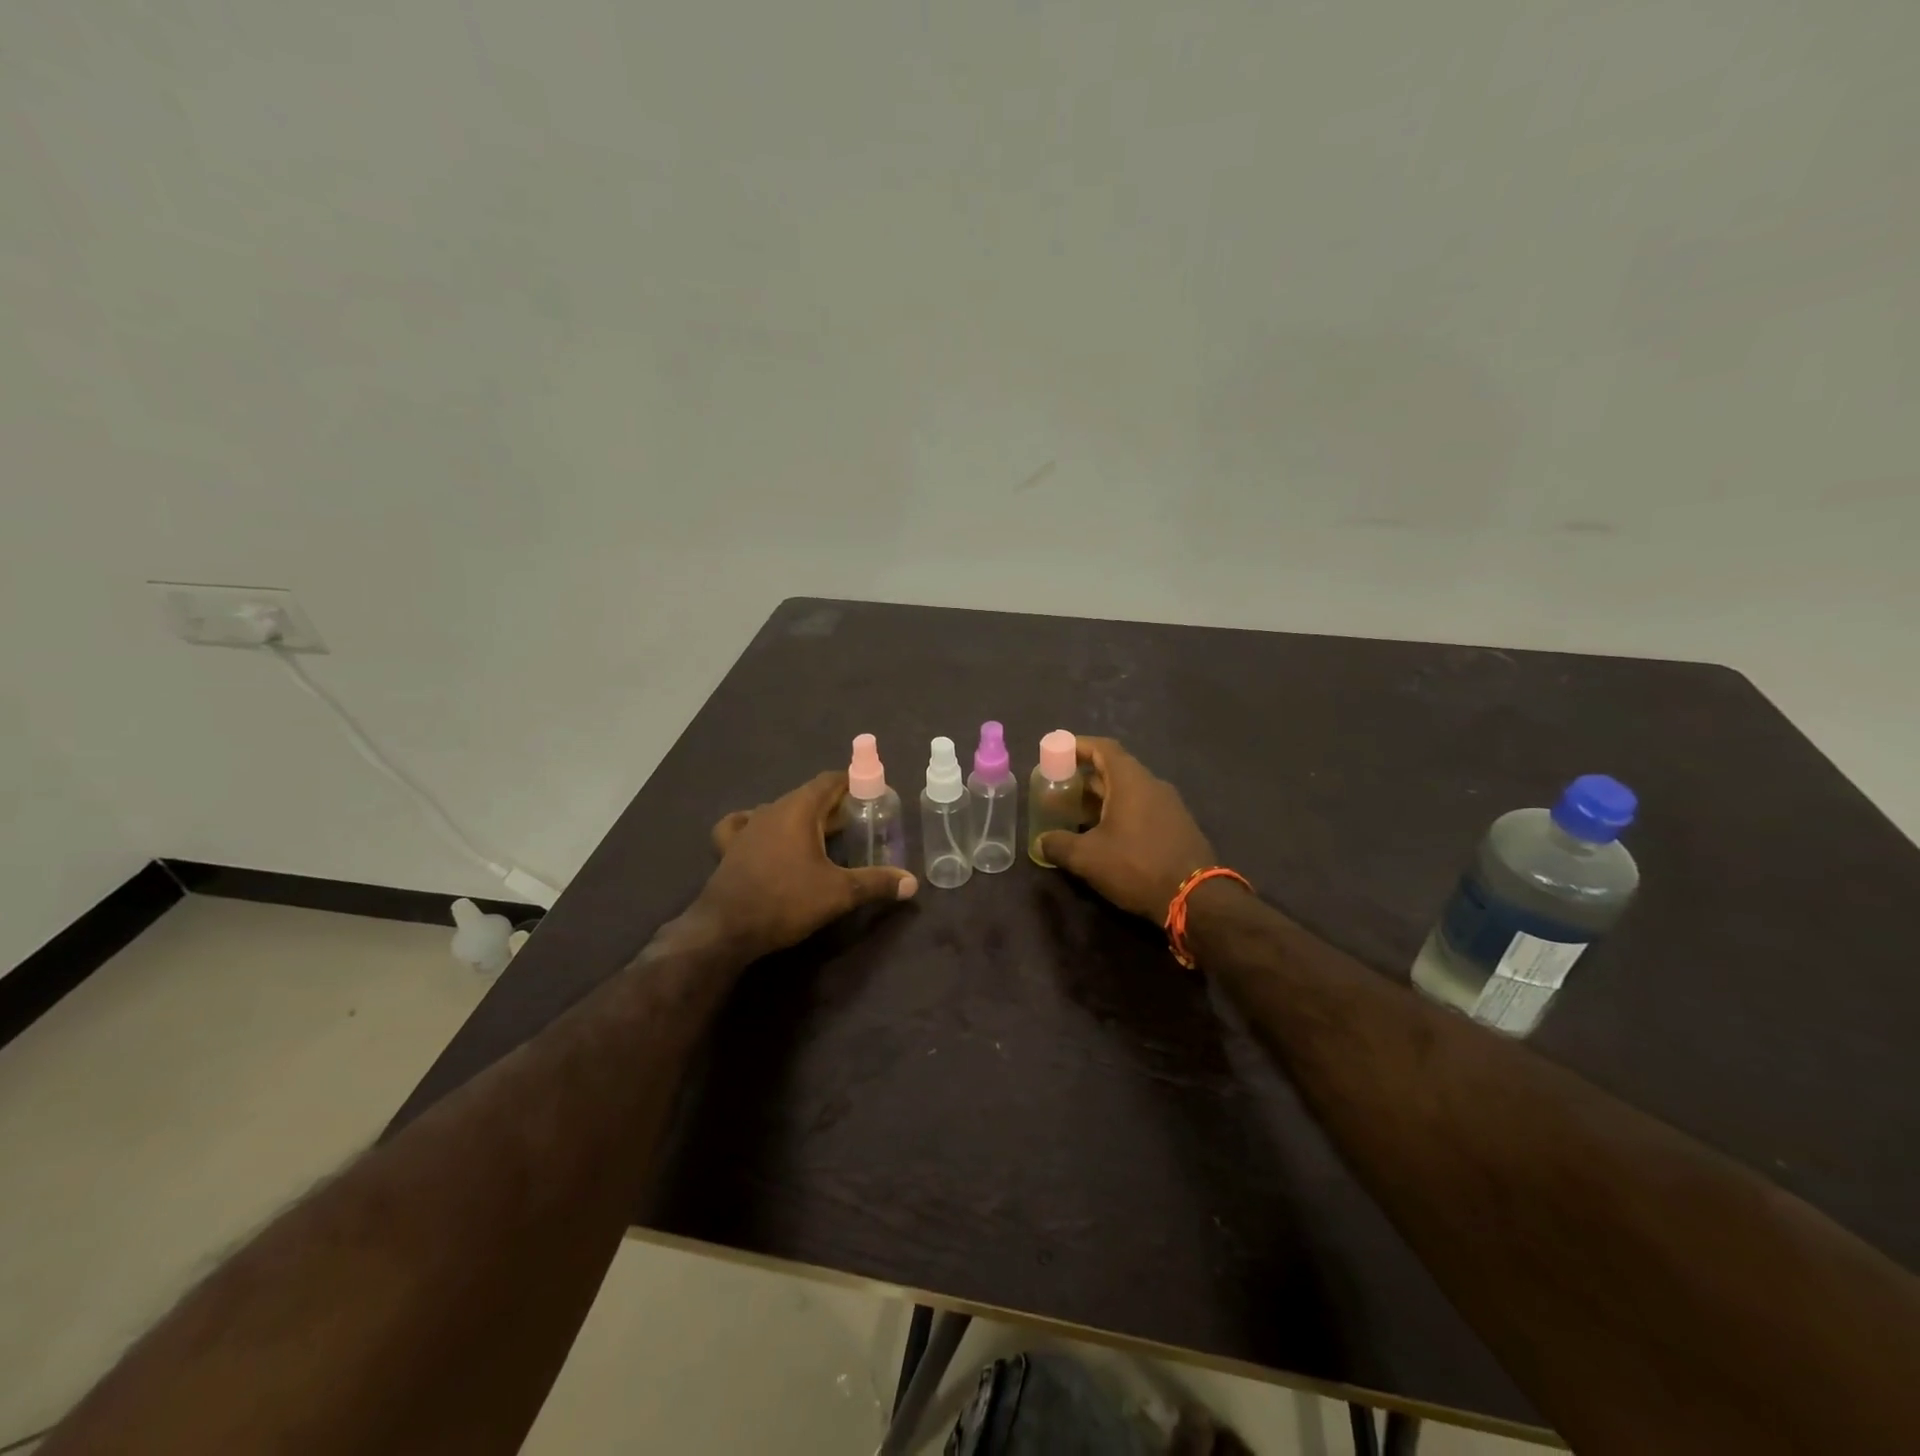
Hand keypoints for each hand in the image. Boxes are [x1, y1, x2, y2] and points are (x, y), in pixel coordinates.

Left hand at [693, 771, 917, 958]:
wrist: (726, 929)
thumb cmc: (786, 901)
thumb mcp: (839, 893)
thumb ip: (877, 883)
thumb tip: (912, 883)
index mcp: (799, 809)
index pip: (831, 780)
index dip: (855, 783)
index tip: (874, 794)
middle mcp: (772, 809)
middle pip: (809, 795)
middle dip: (835, 804)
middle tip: (859, 822)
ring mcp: (747, 827)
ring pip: (782, 810)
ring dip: (805, 817)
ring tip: (824, 836)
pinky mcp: (729, 847)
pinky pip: (746, 825)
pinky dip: (762, 826)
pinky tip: (765, 836)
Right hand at [1036, 737, 1218, 921]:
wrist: (1197, 898)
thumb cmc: (1137, 866)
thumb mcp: (1088, 858)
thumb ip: (1059, 845)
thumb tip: (1041, 842)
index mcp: (1131, 781)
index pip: (1103, 748)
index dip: (1077, 746)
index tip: (1056, 752)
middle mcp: (1152, 785)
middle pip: (1114, 769)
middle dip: (1084, 777)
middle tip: (1059, 788)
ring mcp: (1169, 805)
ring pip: (1128, 791)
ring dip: (1101, 798)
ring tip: (1076, 814)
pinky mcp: (1177, 826)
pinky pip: (1142, 808)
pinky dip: (1119, 812)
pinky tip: (1104, 835)